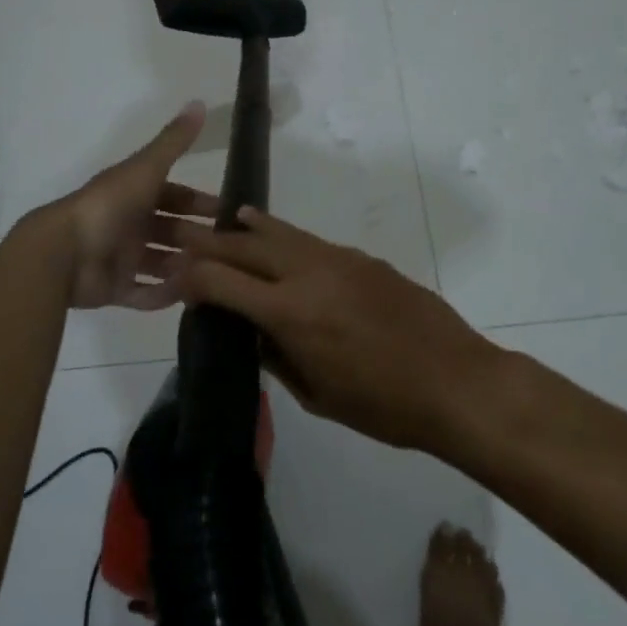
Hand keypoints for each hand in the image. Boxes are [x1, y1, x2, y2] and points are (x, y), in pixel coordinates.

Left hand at [44, 101, 215, 309]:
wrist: (64, 252)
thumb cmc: (109, 205)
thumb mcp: (146, 168)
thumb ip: (174, 141)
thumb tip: (200, 102)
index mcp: (134, 193)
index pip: (175, 196)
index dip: (200, 202)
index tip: (228, 213)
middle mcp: (129, 223)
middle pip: (170, 230)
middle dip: (197, 237)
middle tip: (230, 250)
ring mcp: (120, 257)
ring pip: (160, 262)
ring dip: (184, 266)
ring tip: (215, 274)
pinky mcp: (113, 288)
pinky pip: (144, 293)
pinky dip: (164, 295)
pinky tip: (189, 295)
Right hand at [172, 208, 506, 453]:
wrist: (455, 379)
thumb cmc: (384, 405)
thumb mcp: (318, 396)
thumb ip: (277, 357)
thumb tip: (252, 332)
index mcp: (290, 313)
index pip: (222, 282)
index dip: (190, 277)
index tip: (171, 276)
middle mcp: (307, 274)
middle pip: (243, 246)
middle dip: (207, 242)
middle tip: (180, 236)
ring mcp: (336, 259)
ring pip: (278, 232)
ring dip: (245, 228)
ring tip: (224, 220)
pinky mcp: (360, 257)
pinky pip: (309, 240)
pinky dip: (282, 234)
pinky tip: (274, 235)